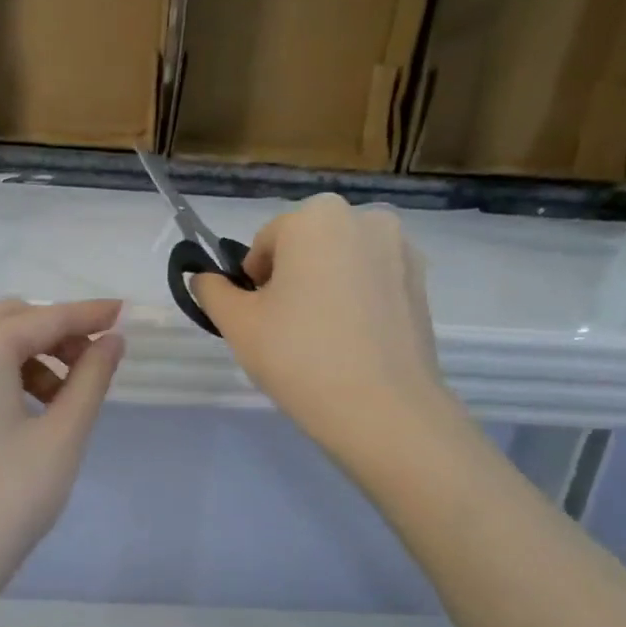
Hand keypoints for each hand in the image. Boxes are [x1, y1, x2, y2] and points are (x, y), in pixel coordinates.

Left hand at [0, 299, 124, 618]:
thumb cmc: (4, 503)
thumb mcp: (61, 439)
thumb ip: (91, 380)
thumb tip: (112, 341)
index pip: (45, 318)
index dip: (88, 314)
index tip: (124, 313)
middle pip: (9, 322)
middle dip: (55, 334)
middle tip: (92, 366)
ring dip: (27, 357)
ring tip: (60, 401)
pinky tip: (20, 415)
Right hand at [193, 194, 449, 453]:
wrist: (381, 409)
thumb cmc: (298, 356)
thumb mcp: (238, 324)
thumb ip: (213, 291)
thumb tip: (204, 278)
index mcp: (316, 217)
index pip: (266, 242)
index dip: (253, 282)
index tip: (258, 319)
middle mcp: (364, 218)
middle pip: (307, 246)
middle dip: (291, 279)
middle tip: (285, 330)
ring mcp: (400, 248)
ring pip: (341, 263)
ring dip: (324, 288)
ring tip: (321, 339)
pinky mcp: (422, 282)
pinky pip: (372, 282)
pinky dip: (356, 301)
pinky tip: (351, 343)